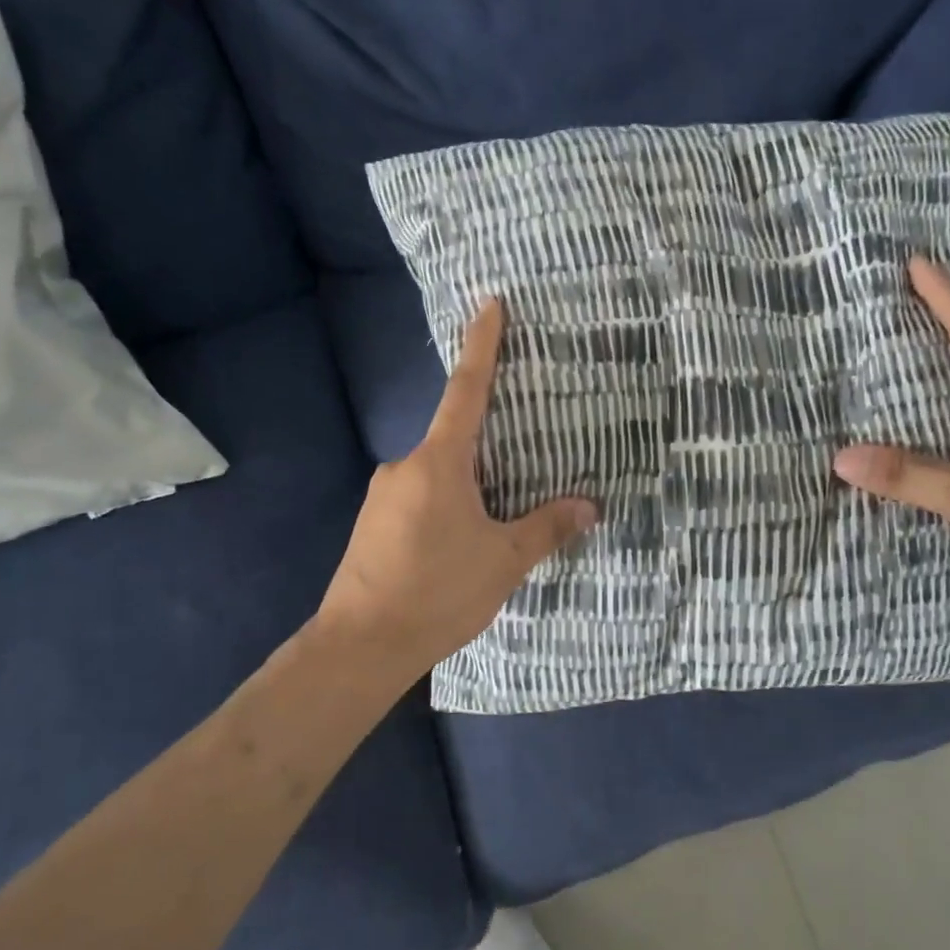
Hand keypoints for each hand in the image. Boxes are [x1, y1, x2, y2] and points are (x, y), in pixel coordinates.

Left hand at [314, 299, 598, 681]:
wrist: (359, 646)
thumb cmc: (437, 592)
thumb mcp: (504, 561)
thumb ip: (547, 528)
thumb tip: (590, 505)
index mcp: (440, 463)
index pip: (467, 390)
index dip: (482, 345)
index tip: (490, 304)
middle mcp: (405, 466)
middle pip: (454, 437)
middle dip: (488, 440)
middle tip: (524, 449)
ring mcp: (382, 495)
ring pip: (436, 472)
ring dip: (467, 482)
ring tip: (497, 515)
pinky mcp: (372, 524)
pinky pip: (419, 497)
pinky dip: (446, 503)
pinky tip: (460, 540)